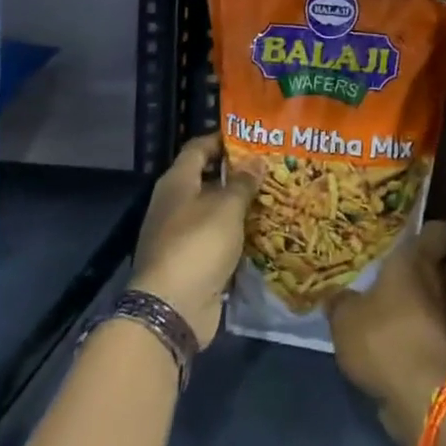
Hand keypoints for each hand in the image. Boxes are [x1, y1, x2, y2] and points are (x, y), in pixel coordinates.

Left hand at [130, 134, 258, 345]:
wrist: (172, 308)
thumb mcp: (227, 207)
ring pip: (213, 211)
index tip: (252, 137)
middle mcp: (174, 204)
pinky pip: (216, 239)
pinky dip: (235, 234)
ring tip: (273, 196)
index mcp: (177, 182)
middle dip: (236, 173)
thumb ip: (243, 182)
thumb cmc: (198, 244)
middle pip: (206, 178)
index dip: (222, 139)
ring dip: (238, 206)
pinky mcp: (190, 262)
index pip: (198, 147)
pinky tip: (261, 231)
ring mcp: (180, 235)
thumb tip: (256, 160)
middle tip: (270, 167)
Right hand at [328, 220, 445, 445]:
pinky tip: (394, 337)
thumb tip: (335, 295)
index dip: (430, 231)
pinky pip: (433, 330)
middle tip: (397, 271)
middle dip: (426, 267)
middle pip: (443, 264)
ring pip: (438, 299)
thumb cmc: (384, 336)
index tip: (414, 233)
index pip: (441, 231)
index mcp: (418, 259)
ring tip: (392, 306)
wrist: (422, 394)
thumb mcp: (345, 318)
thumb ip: (340, 302)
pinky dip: (419, 332)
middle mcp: (440, 281)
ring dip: (421, 303)